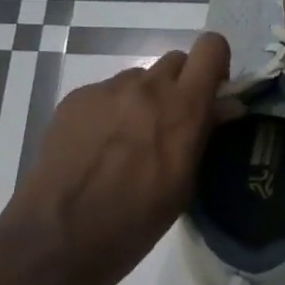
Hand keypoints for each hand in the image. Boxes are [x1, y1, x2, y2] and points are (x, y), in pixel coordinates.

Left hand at [0, 33, 230, 284]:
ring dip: (142, 101)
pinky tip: (96, 149)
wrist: (59, 236)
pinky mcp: (76, 98)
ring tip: (126, 144)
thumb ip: (204, 135)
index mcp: (183, 107)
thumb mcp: (184, 184)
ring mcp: (107, 89)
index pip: (211, 48)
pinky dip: (109, 113)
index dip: (215, 65)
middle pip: (175, 60)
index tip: (211, 94)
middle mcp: (147, 86)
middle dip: (180, 85)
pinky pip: (105, 94)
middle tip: (170, 124)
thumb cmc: (135, 222)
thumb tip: (225, 106)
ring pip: (138, 78)